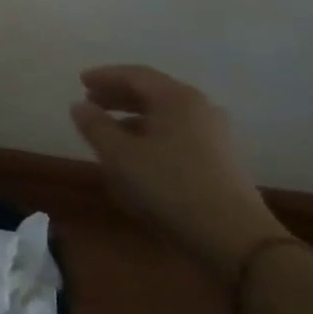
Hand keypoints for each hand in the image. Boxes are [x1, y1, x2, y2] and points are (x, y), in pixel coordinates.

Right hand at [69, 64, 288, 282]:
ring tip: (109, 130)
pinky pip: (177, 135)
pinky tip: (136, 155)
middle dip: (119, 96)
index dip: (105, 76)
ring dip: (134, 118)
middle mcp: (199, 109)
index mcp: (177, 98)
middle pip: (153, 92)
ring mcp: (214, 135)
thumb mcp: (119, 155)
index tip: (81, 82)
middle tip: (91, 102)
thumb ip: (95, 126)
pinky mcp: (219, 161)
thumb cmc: (169, 186)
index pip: (135, 75)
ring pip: (165, 116)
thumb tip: (79, 106)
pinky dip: (151, 136)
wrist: (233, 238)